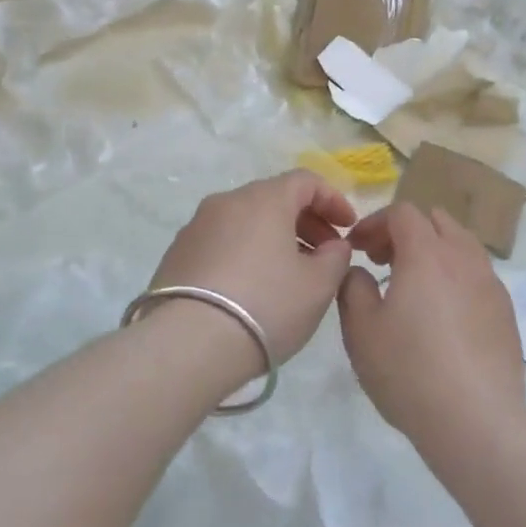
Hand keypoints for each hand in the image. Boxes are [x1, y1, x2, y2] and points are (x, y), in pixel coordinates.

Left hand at [148, 170, 356, 364]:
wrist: (187, 345)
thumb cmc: (266, 306)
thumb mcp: (319, 285)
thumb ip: (336, 257)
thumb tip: (332, 246)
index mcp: (264, 199)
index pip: (306, 181)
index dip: (333, 200)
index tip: (348, 228)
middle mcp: (227, 201)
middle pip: (274, 198)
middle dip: (305, 221)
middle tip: (324, 254)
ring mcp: (196, 227)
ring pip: (246, 221)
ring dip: (274, 238)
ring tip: (289, 275)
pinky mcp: (177, 254)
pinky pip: (222, 242)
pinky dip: (245, 253)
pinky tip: (252, 288)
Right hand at [337, 204, 524, 446]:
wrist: (476, 419)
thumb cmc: (409, 370)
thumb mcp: (361, 330)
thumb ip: (353, 287)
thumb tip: (359, 271)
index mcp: (426, 253)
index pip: (402, 212)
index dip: (375, 223)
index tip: (357, 247)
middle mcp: (463, 257)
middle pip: (437, 220)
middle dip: (406, 231)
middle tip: (383, 260)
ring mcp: (490, 282)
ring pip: (462, 245)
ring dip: (434, 251)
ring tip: (414, 286)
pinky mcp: (506, 310)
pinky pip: (477, 275)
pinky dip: (455, 276)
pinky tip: (443, 315)